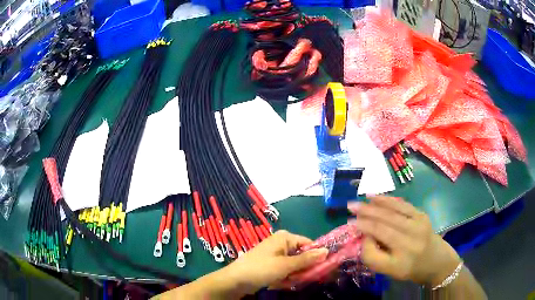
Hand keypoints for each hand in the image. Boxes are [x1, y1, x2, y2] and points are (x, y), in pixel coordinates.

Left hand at [221, 230, 328, 294]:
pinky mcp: (271, 264)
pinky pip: (285, 270)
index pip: (309, 244)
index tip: (323, 269)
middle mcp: (281, 243)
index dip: (317, 256)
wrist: (235, 281)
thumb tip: (327, 251)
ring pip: (294, 265)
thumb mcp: (286, 265)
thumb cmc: (261, 269)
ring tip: (285, 282)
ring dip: (293, 275)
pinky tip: (278, 283)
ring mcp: (275, 254)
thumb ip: (307, 259)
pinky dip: (285, 277)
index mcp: (285, 238)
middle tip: (300, 278)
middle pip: (302, 255)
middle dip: (302, 269)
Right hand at [348, 196, 461, 285]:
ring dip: (376, 203)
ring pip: (394, 211)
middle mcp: (410, 240)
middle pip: (385, 223)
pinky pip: (403, 205)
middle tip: (350, 206)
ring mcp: (419, 225)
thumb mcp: (389, 271)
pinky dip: (390, 200)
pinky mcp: (422, 216)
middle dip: (366, 213)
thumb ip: (373, 256)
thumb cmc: (410, 268)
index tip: (350, 224)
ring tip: (362, 198)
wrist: (436, 260)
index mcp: (400, 260)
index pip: (377, 242)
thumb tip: (366, 234)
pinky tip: (379, 196)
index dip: (363, 230)